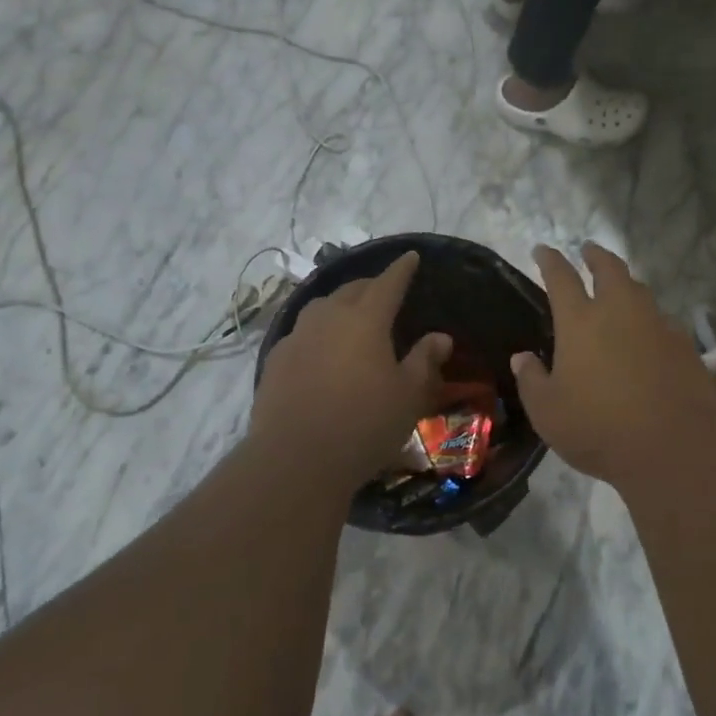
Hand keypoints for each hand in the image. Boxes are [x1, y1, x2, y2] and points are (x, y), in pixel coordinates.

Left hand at [252, 252, 451, 490]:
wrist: (296, 458)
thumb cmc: (364, 424)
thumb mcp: (408, 396)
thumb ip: (425, 361)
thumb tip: (440, 337)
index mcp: (365, 320)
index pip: (387, 284)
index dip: (401, 270)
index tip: (410, 257)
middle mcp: (328, 317)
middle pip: (351, 290)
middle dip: (370, 285)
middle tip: (384, 290)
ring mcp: (297, 337)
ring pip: (321, 307)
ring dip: (340, 305)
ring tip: (351, 317)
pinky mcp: (276, 360)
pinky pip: (302, 333)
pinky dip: (318, 332)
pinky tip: (321, 351)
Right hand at [511, 243, 715, 491]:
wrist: (675, 447)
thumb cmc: (599, 429)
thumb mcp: (548, 413)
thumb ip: (532, 381)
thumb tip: (522, 358)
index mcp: (580, 322)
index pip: (561, 278)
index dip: (550, 260)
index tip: (542, 250)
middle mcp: (621, 312)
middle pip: (609, 269)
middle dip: (596, 255)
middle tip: (588, 250)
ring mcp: (658, 325)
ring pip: (640, 291)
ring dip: (625, 284)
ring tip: (618, 290)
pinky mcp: (685, 346)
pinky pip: (662, 321)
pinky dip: (649, 319)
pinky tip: (647, 335)